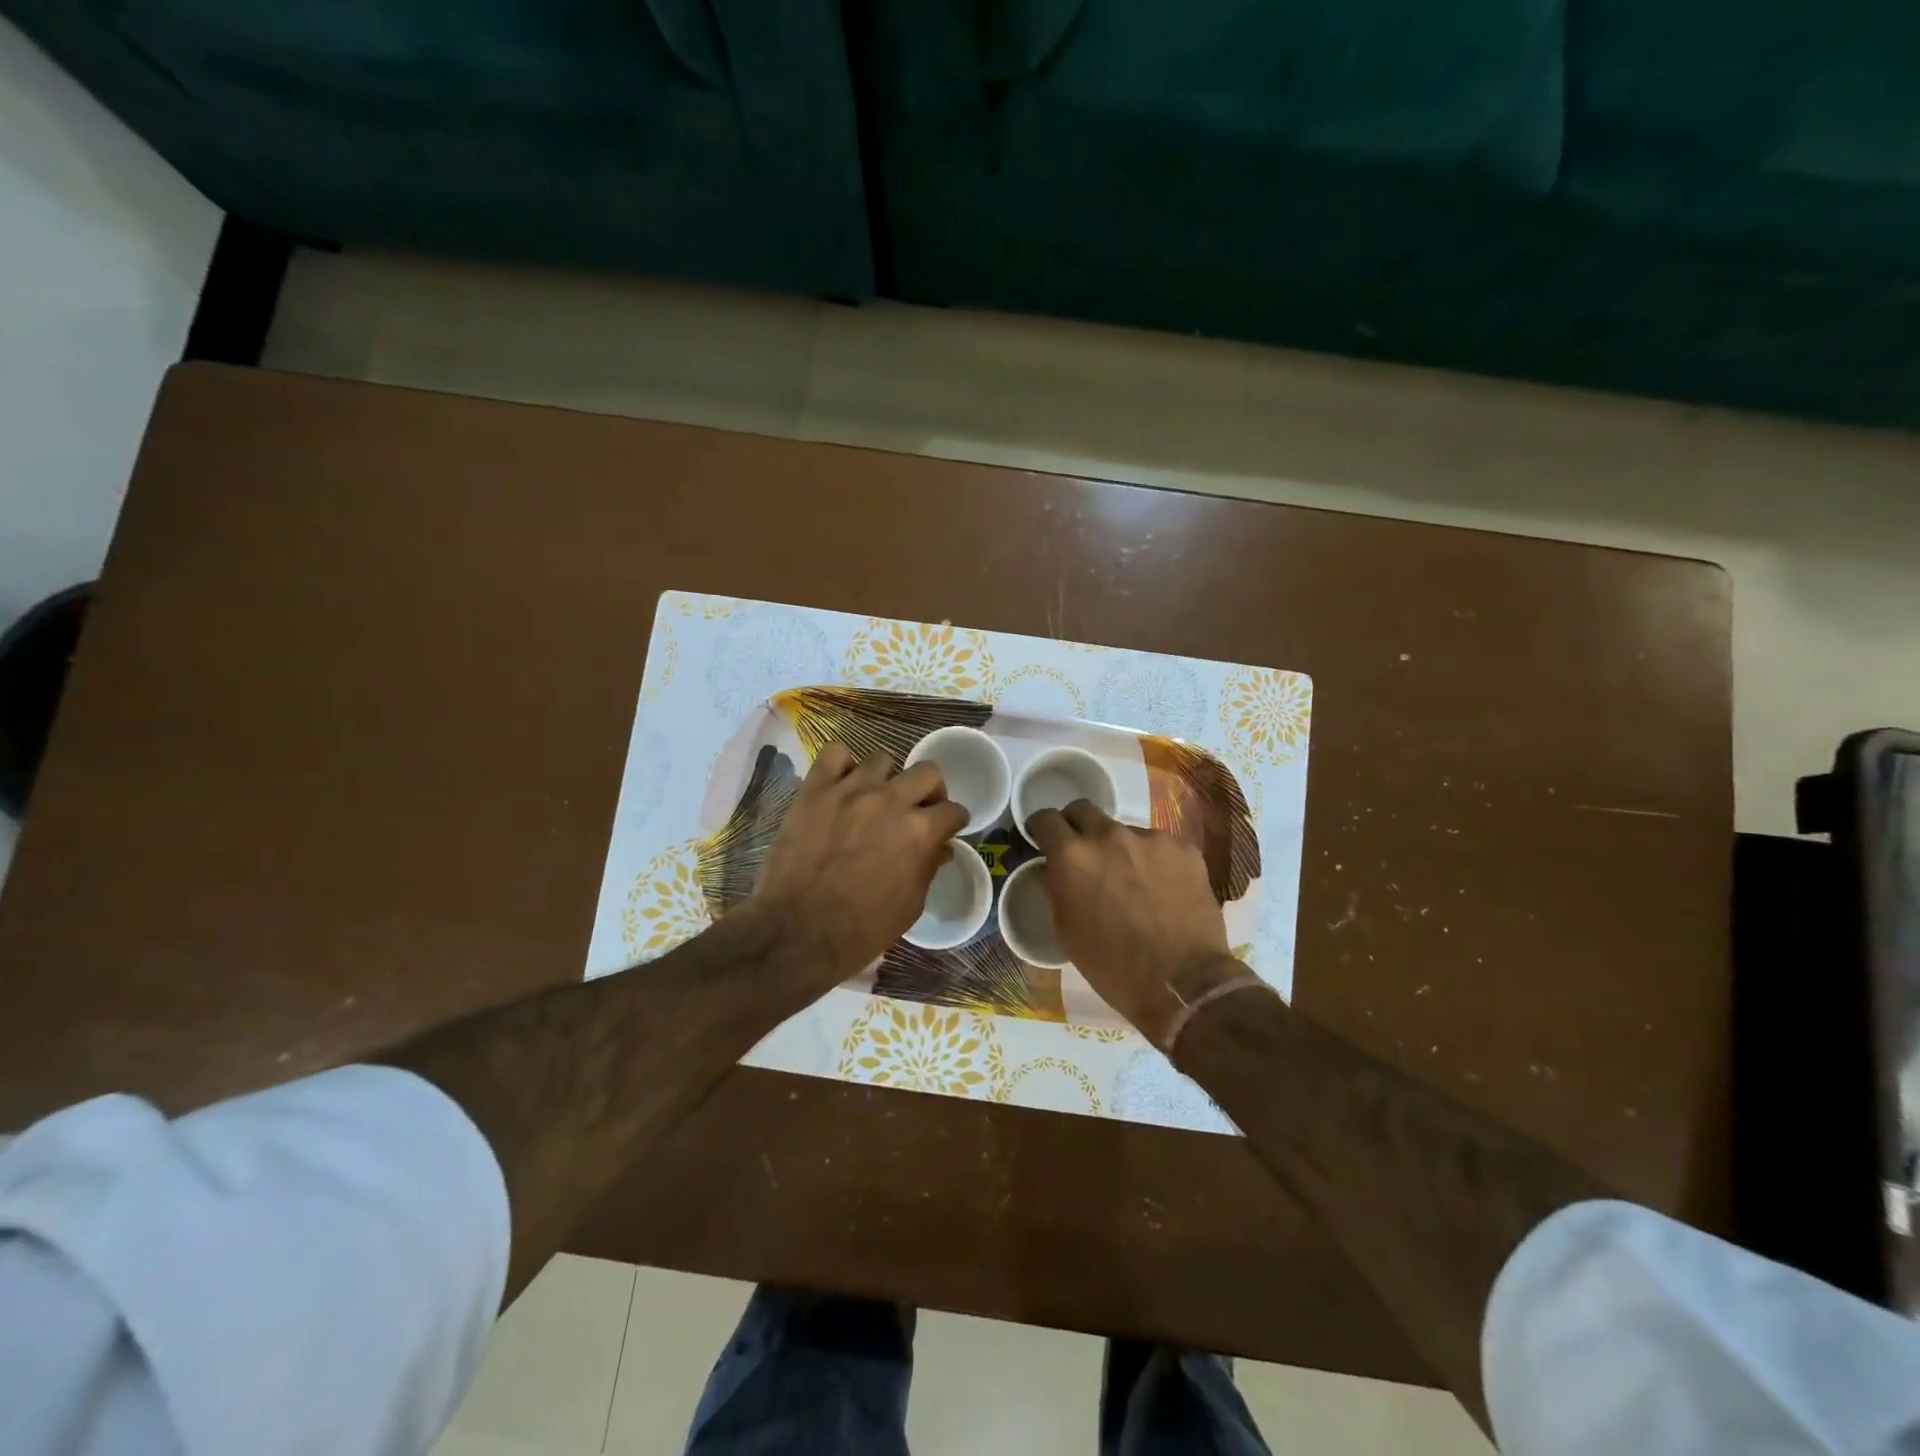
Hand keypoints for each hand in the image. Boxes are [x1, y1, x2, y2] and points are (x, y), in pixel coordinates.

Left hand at [753, 743, 969, 988]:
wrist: (797, 931)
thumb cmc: (861, 929)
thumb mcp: (909, 906)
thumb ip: (928, 868)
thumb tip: (940, 848)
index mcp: (919, 832)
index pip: (953, 810)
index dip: (954, 820)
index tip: (948, 828)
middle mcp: (891, 801)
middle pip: (927, 771)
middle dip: (930, 790)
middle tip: (918, 808)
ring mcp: (851, 790)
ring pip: (882, 759)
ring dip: (886, 778)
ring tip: (874, 798)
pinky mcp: (816, 789)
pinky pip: (834, 754)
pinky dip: (842, 765)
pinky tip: (841, 785)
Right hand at [1025, 801, 1243, 1048]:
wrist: (1183, 983)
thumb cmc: (1112, 966)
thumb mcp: (1066, 930)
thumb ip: (1055, 888)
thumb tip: (1052, 869)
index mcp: (1072, 856)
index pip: (1045, 819)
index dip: (1041, 829)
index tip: (1044, 840)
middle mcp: (1108, 835)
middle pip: (1083, 810)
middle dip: (1077, 827)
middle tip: (1084, 854)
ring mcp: (1150, 838)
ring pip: (1124, 830)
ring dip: (1120, 849)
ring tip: (1133, 882)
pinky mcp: (1184, 848)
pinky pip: (1159, 846)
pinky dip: (1154, 861)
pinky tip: (1163, 890)